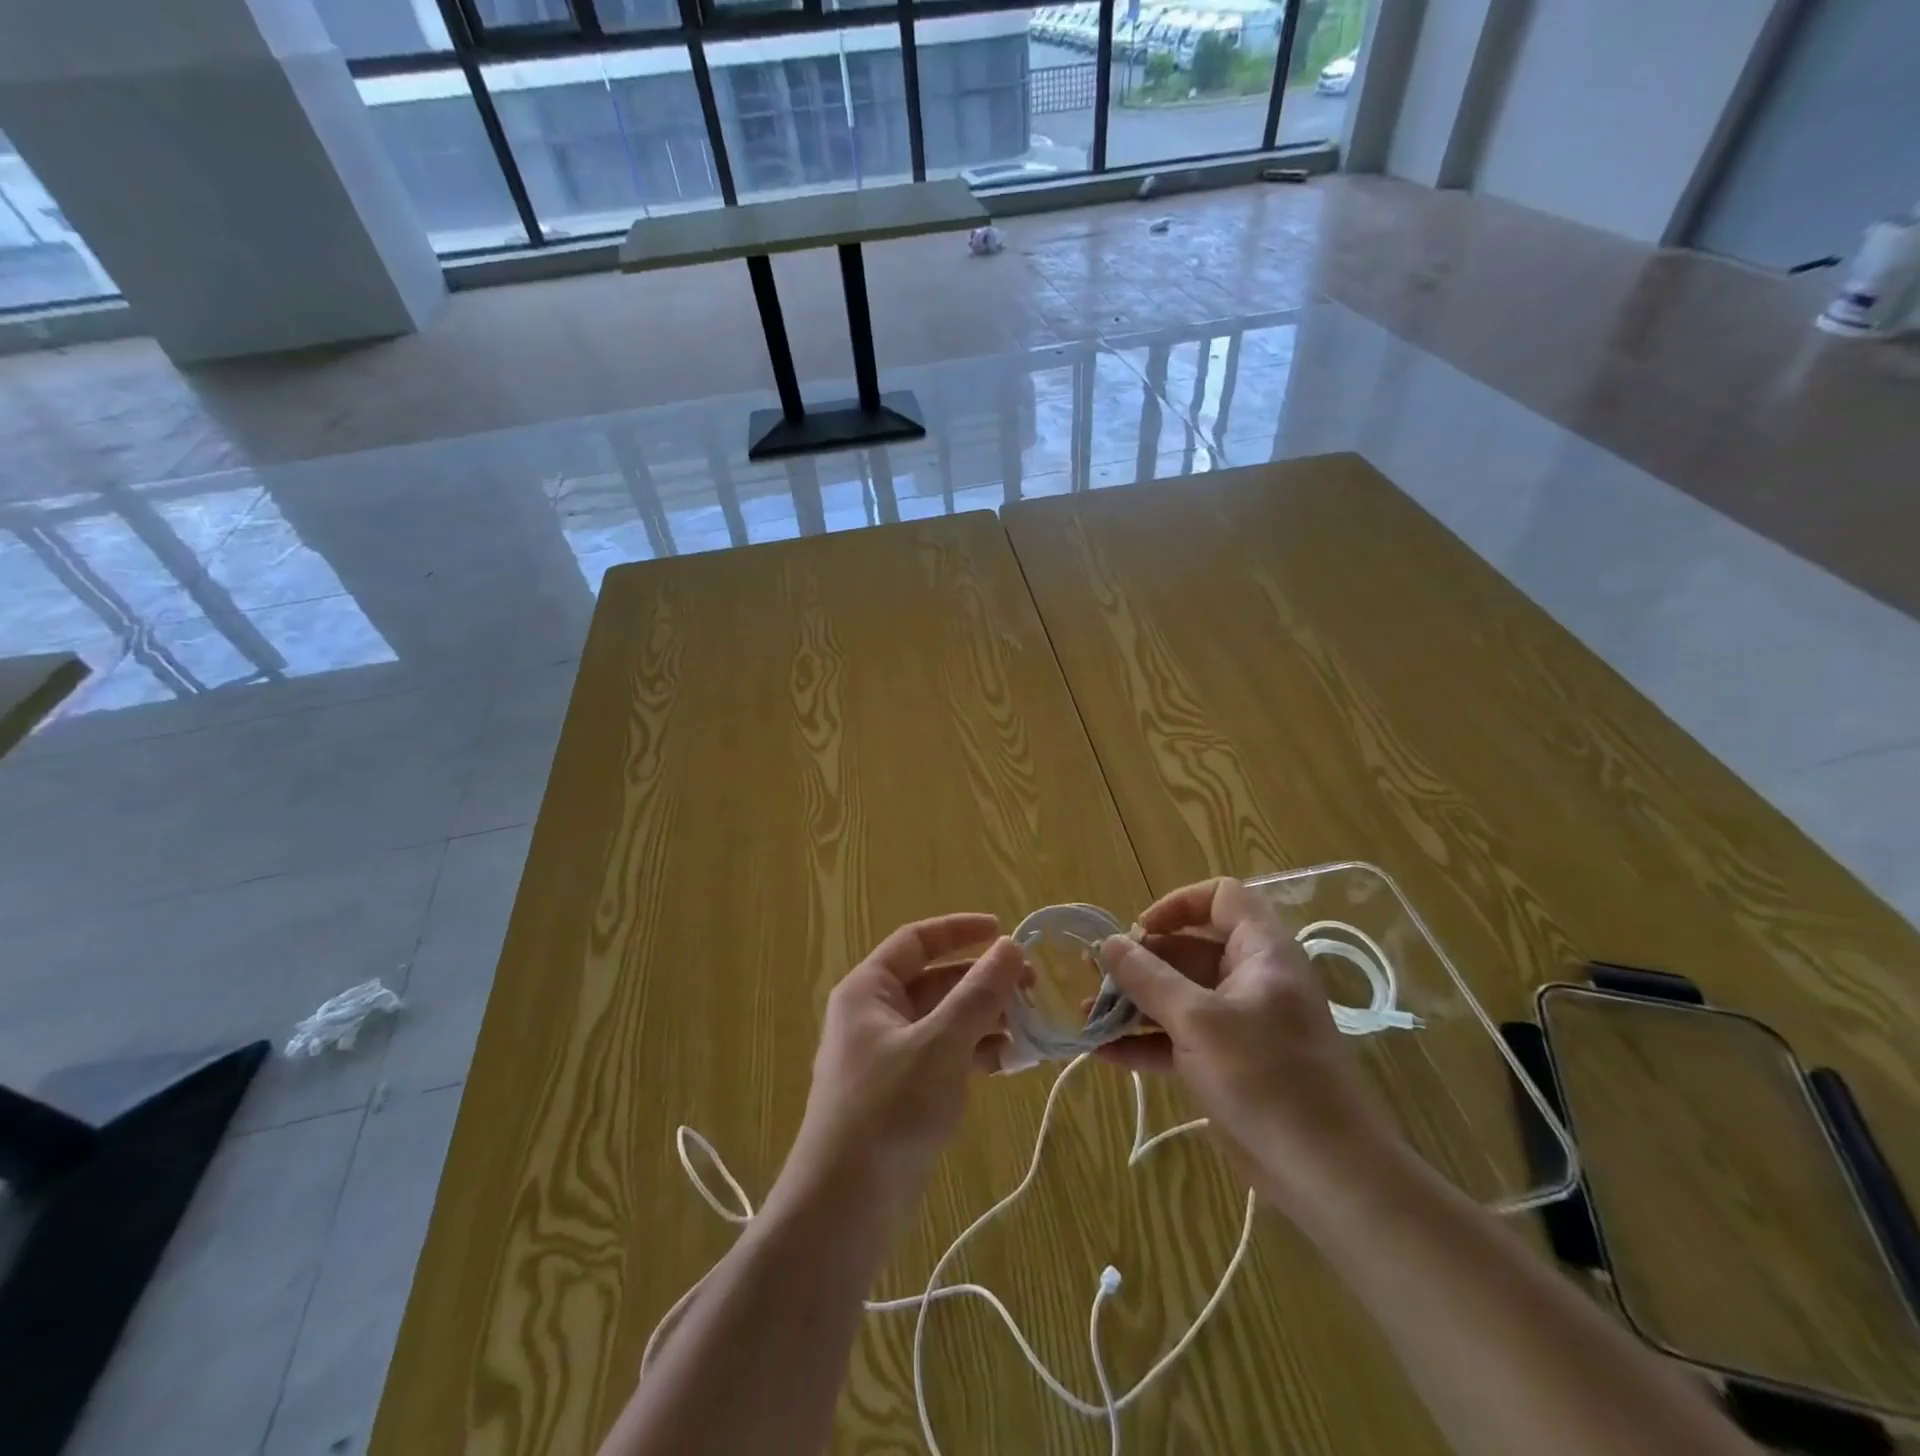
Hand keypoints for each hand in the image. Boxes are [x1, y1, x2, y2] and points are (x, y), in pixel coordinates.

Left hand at [777, 914, 1025, 1221]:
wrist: (845, 1208)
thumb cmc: (889, 1109)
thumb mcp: (940, 1044)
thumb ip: (978, 994)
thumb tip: (1011, 946)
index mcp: (869, 991)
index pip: (916, 941)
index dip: (959, 931)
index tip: (1005, 932)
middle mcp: (875, 1016)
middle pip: (935, 981)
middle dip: (983, 982)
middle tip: (1033, 986)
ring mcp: (889, 1057)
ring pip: (944, 1021)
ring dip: (985, 1019)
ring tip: (1031, 1027)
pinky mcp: (903, 1093)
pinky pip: (944, 1056)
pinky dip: (975, 1053)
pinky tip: (1011, 1062)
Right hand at [1096, 879, 1401, 1214]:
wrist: (1328, 1175)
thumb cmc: (1266, 1078)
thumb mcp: (1198, 1021)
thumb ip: (1149, 978)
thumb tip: (1108, 942)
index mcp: (1261, 952)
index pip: (1222, 898)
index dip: (1178, 905)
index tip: (1139, 931)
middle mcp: (1250, 979)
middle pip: (1189, 950)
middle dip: (1140, 962)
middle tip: (1094, 976)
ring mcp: (1240, 1023)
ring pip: (1180, 996)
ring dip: (1135, 1003)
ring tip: (1087, 1015)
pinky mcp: (1229, 1063)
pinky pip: (1181, 1037)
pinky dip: (1147, 1041)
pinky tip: (1104, 1052)